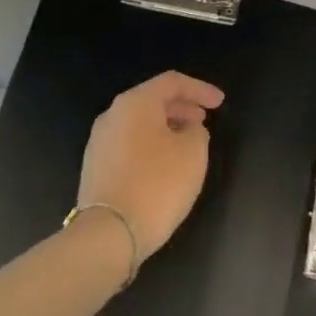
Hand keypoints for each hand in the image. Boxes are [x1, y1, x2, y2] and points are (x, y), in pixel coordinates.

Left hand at [78, 71, 222, 258]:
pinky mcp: (96, 167)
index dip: (200, 89)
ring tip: (187, 144)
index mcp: (135, 103)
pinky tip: (164, 165)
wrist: (108, 233)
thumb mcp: (193, 152)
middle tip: (203, 121)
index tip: (219, 103)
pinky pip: (129, 144)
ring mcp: (100, 142)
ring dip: (165, 128)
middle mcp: (112, 115)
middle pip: (152, 100)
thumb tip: (188, 131)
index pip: (172, 82)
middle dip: (181, 108)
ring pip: (139, 123)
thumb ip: (197, 132)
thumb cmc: (157, 184)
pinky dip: (150, 146)